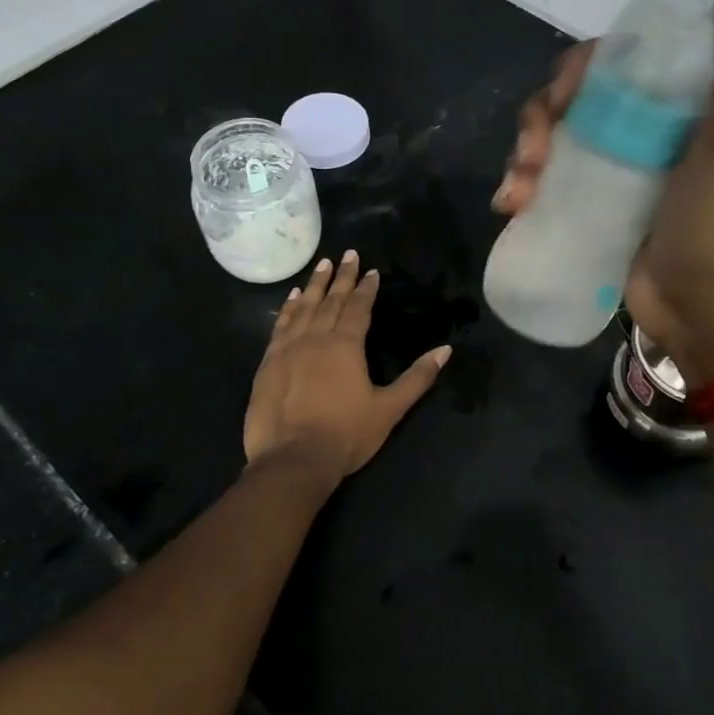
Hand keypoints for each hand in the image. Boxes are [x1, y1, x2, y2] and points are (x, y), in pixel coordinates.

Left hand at [243, 250, 451, 489]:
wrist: (292, 460)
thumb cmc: (346, 435)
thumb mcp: (389, 408)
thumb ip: (417, 378)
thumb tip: (445, 350)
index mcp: (346, 345)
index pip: (359, 307)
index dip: (366, 288)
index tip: (371, 270)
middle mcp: (316, 337)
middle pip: (331, 300)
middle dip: (342, 277)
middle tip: (348, 254)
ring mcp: (288, 349)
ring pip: (303, 307)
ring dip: (314, 285)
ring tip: (322, 265)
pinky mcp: (268, 363)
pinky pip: (280, 326)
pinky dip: (287, 308)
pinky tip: (290, 299)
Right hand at [493, 0, 713, 383]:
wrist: (703, 310)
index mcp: (676, 106)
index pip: (615, 62)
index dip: (580, 69)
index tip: (566, 95)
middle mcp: (641, 132)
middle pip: (573, 101)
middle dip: (540, 117)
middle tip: (532, 151)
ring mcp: (612, 175)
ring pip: (551, 141)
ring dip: (522, 155)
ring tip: (518, 190)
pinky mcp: (589, 212)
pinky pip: (545, 184)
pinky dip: (521, 188)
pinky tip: (511, 206)